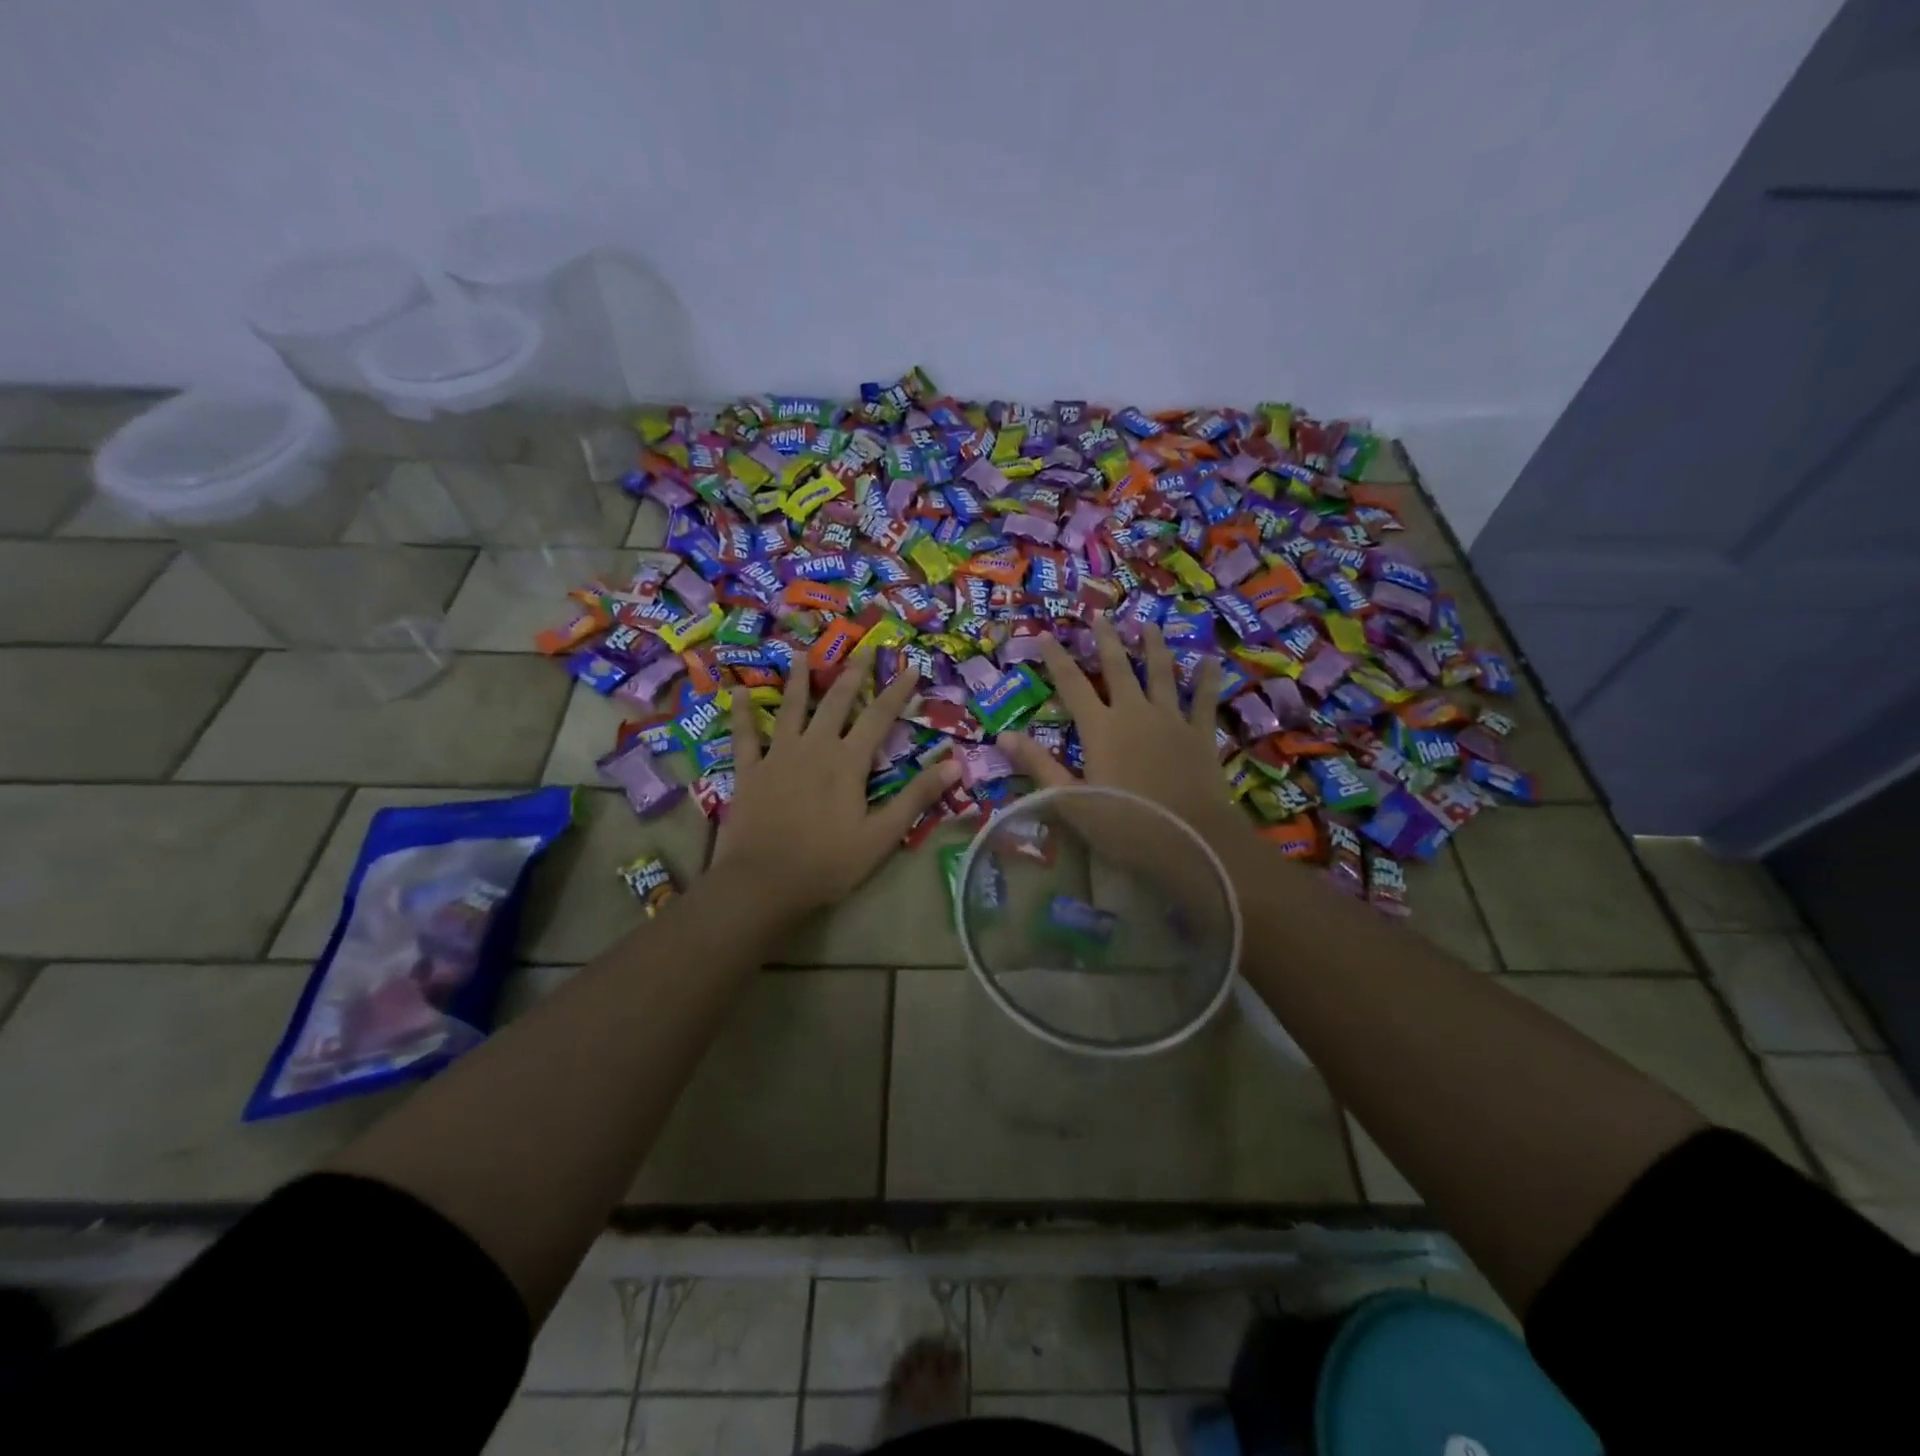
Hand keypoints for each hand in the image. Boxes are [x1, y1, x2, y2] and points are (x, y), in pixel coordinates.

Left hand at [712, 651, 957, 920]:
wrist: (763, 882)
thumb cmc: (828, 863)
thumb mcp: (881, 836)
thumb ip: (916, 797)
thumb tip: (954, 765)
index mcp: (848, 762)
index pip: (879, 717)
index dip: (897, 691)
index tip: (911, 667)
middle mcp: (814, 747)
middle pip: (836, 701)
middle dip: (853, 673)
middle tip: (864, 648)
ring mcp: (778, 755)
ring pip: (791, 708)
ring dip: (798, 679)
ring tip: (802, 653)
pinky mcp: (749, 771)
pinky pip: (745, 736)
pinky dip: (742, 714)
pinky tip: (737, 693)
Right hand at [999, 619, 1252, 851]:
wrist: (1190, 840)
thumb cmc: (1124, 824)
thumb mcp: (1070, 800)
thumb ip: (1038, 765)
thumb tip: (1004, 735)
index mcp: (1100, 728)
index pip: (1072, 685)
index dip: (1058, 659)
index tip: (1048, 635)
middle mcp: (1134, 713)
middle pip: (1118, 668)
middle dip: (1106, 640)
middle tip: (1100, 615)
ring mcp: (1171, 720)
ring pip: (1161, 674)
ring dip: (1153, 648)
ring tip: (1148, 626)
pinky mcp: (1201, 735)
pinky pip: (1204, 700)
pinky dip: (1207, 680)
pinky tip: (1211, 661)